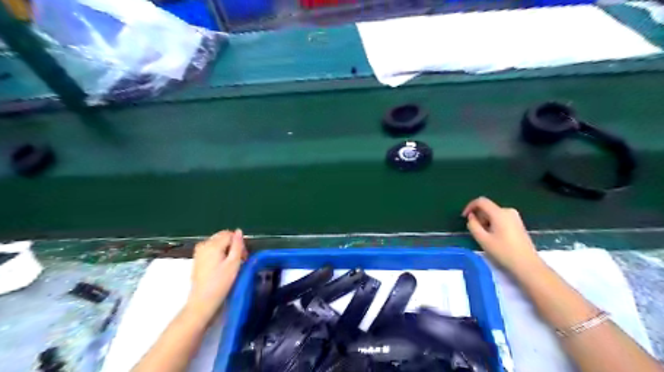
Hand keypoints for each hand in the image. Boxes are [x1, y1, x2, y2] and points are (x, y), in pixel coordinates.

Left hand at [186, 229, 245, 320]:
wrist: (203, 301)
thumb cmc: (221, 283)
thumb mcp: (234, 263)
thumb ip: (237, 245)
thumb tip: (239, 231)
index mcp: (213, 244)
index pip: (230, 234)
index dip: (239, 243)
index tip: (244, 256)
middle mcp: (204, 244)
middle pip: (222, 236)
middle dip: (232, 244)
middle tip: (240, 259)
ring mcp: (199, 251)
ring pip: (217, 242)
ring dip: (226, 248)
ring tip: (231, 263)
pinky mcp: (197, 258)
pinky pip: (211, 248)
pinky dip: (219, 252)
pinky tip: (222, 265)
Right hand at [463, 197, 541, 272]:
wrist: (527, 264)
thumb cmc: (503, 252)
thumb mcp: (483, 239)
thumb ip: (473, 225)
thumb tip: (471, 217)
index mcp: (499, 213)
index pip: (481, 201)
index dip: (470, 206)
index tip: (464, 217)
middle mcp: (508, 211)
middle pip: (487, 207)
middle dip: (478, 216)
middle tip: (475, 231)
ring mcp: (514, 216)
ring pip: (493, 213)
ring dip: (485, 221)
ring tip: (485, 236)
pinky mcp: (518, 223)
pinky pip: (500, 217)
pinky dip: (493, 223)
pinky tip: (493, 236)